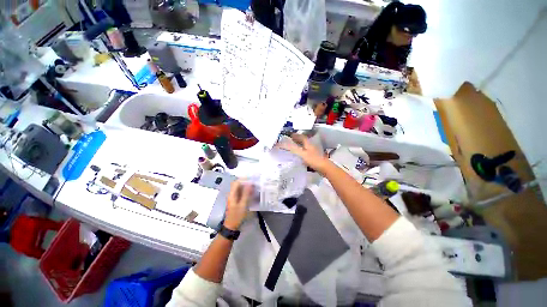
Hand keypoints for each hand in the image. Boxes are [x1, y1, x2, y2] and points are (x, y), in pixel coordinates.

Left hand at [223, 180, 252, 229]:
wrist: (231, 227)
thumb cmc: (237, 216)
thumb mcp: (243, 205)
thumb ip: (246, 194)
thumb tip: (250, 184)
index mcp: (232, 194)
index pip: (237, 182)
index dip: (244, 179)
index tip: (252, 179)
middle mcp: (232, 194)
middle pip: (238, 184)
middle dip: (246, 182)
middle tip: (254, 183)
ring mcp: (233, 197)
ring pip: (239, 188)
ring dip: (246, 187)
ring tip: (254, 187)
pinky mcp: (235, 201)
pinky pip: (240, 193)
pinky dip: (246, 191)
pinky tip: (251, 193)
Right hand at [278, 134, 329, 172]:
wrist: (325, 168)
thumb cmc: (313, 160)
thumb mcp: (301, 154)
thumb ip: (293, 149)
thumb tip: (282, 144)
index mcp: (308, 144)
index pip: (301, 137)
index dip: (296, 135)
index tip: (290, 135)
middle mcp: (311, 146)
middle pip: (303, 141)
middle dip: (297, 140)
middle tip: (290, 141)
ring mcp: (313, 152)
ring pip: (305, 147)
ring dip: (299, 146)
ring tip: (293, 148)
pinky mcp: (314, 158)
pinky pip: (306, 153)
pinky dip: (301, 153)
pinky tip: (299, 156)